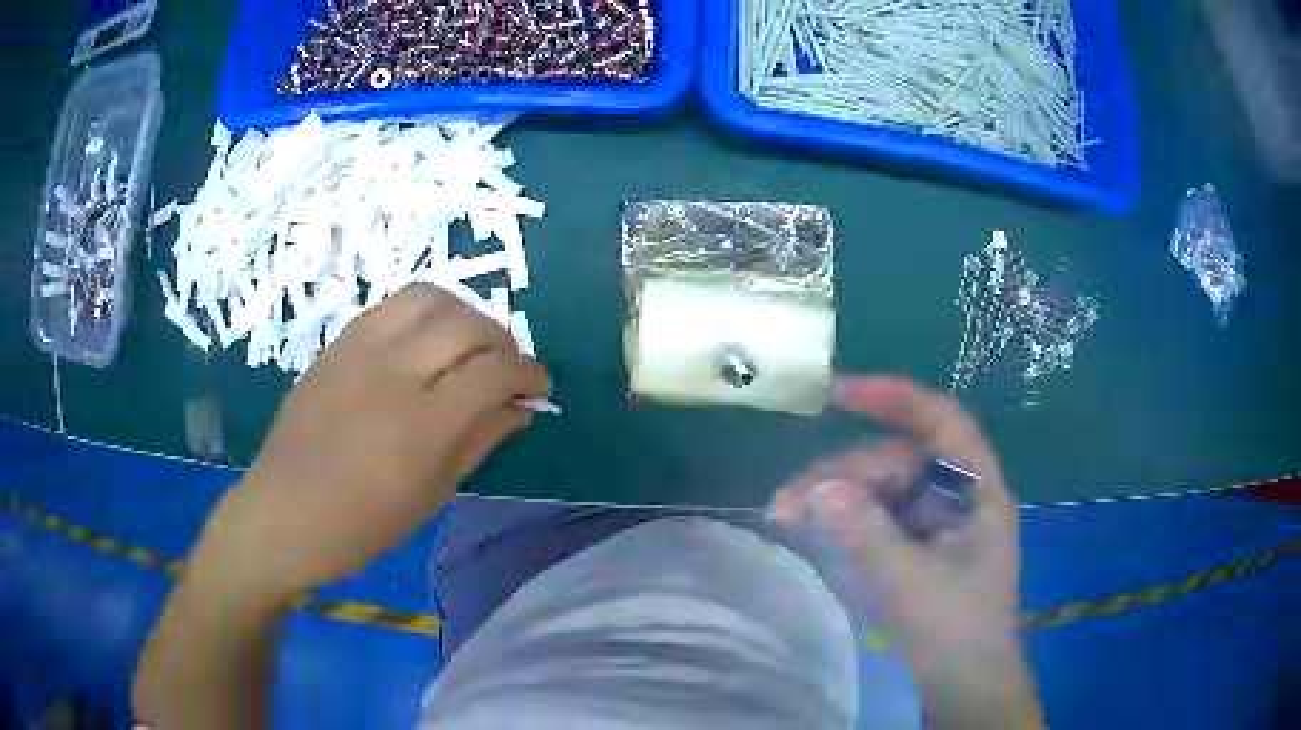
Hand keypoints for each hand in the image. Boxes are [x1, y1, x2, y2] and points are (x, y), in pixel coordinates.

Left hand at [192, 284, 547, 605]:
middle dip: (502, 340)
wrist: (285, 512)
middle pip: (467, 323)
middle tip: (504, 368)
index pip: (494, 371)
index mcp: (421, 426)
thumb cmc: (362, 524)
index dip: (528, 373)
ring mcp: (360, 350)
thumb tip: (520, 407)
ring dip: (463, 315)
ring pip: (430, 298)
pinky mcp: (338, 342)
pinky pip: (392, 305)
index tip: (535, 388)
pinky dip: (424, 314)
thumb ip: (479, 440)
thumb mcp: (431, 494)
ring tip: (466, 346)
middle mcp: (393, 372)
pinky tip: (424, 343)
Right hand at [771, 375, 1041, 729]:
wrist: (963, 682)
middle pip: (901, 458)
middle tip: (790, 499)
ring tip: (790, 512)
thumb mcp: (911, 582)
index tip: (840, 393)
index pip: (942, 420)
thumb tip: (819, 489)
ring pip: (886, 486)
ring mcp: (939, 520)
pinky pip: (882, 513)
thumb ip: (867, 533)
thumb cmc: (953, 629)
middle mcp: (959, 494)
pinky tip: (820, 523)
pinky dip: (850, 515)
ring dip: (840, 493)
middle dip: (846, 470)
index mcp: (977, 490)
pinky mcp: (921, 543)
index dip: (895, 397)